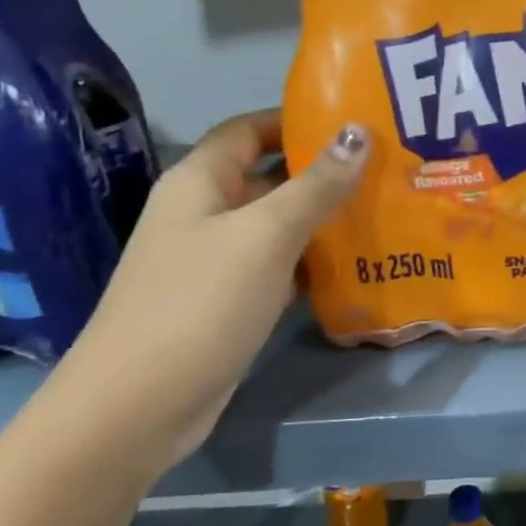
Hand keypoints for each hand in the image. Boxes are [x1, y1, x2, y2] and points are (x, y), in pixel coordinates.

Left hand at [60, 111, 368, 467]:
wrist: (139, 404)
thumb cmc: (200, 303)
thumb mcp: (265, 236)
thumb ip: (315, 186)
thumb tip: (357, 132)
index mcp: (200, 183)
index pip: (248, 130)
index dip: (295, 120)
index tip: (354, 123)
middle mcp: (205, 214)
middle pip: (268, 178)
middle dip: (323, 172)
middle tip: (386, 169)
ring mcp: (216, 262)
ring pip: (278, 227)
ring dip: (324, 220)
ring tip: (384, 211)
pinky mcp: (230, 303)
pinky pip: (278, 269)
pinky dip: (312, 264)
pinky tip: (356, 268)